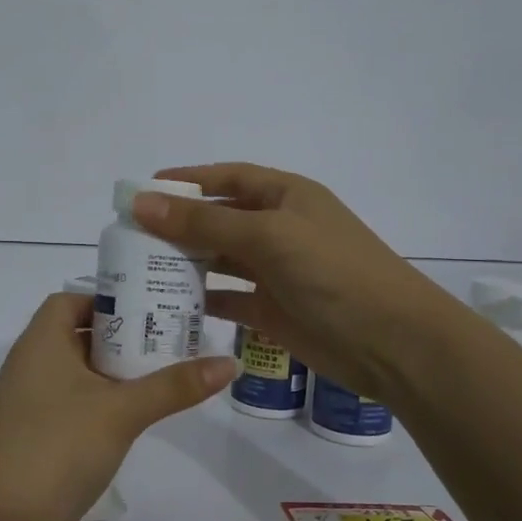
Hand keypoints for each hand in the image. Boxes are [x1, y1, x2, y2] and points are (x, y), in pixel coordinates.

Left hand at [0, 292, 235, 520]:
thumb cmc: (59, 447)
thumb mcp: (123, 411)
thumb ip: (174, 385)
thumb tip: (229, 362)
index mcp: (40, 343)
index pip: (69, 300)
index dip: (106, 300)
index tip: (148, 311)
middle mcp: (28, 366)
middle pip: (76, 335)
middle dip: (120, 338)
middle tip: (167, 342)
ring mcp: (26, 404)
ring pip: (74, 374)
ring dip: (111, 374)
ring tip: (158, 378)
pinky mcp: (30, 438)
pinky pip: (68, 405)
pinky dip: (97, 404)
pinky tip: (128, 421)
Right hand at [131, 163, 442, 401]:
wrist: (392, 342)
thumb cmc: (333, 272)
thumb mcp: (268, 236)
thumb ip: (205, 221)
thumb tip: (143, 202)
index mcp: (286, 197)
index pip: (228, 177)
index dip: (187, 181)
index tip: (143, 190)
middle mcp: (279, 229)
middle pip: (219, 218)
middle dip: (178, 224)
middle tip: (129, 237)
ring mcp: (276, 272)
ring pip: (220, 259)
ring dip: (185, 262)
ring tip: (139, 270)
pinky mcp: (273, 311)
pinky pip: (228, 298)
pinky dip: (202, 300)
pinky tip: (169, 305)